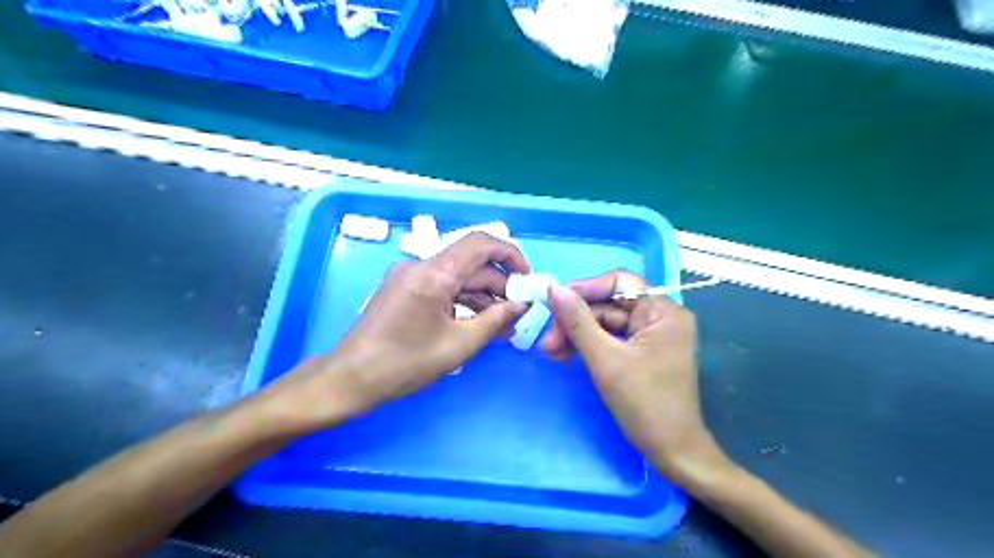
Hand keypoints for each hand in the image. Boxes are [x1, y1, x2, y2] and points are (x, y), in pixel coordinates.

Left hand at [262, 233, 527, 433]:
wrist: (351, 378)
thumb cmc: (406, 363)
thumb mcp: (459, 344)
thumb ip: (496, 320)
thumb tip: (522, 305)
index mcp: (434, 273)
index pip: (481, 243)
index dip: (510, 255)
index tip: (527, 278)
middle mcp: (420, 265)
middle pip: (470, 265)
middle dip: (499, 286)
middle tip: (518, 313)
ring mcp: (409, 276)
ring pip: (457, 277)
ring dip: (482, 297)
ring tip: (503, 325)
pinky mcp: (403, 289)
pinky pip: (441, 288)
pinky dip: (461, 302)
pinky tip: (478, 323)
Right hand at [543, 269, 727, 484]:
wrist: (672, 452)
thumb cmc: (644, 404)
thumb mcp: (605, 359)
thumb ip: (578, 321)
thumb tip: (553, 289)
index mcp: (663, 311)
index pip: (620, 282)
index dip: (586, 289)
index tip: (555, 302)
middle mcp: (661, 317)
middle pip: (609, 305)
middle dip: (576, 321)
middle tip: (547, 341)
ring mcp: (652, 335)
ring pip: (606, 323)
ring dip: (577, 335)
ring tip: (551, 353)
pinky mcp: (643, 352)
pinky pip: (611, 338)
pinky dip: (589, 346)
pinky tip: (567, 356)